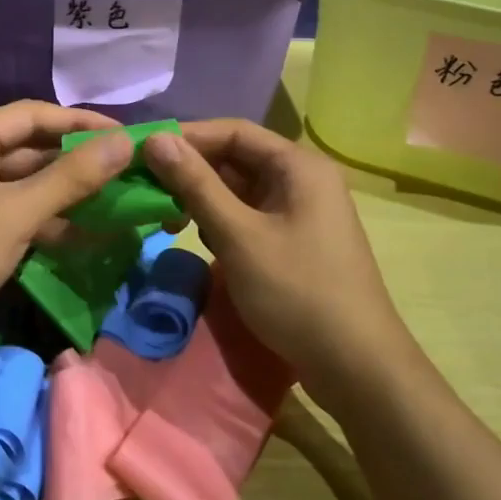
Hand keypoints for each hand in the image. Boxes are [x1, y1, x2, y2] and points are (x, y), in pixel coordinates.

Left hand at [0, 102, 133, 343]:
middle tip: (125, 170)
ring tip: (114, 203)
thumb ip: (72, 177)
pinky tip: (83, 234)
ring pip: (25, 182)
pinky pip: (15, 210)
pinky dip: (46, 219)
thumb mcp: (17, 213)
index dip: (81, 121)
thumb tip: (126, 142)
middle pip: (31, 148)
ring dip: (66, 193)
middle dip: (77, 161)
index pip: (34, 114)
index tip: (124, 136)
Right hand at [143, 121, 407, 390]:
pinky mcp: (295, 241)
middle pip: (236, 159)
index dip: (187, 137)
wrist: (357, 368)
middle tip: (146, 188)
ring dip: (202, 198)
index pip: (233, 131)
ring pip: (240, 190)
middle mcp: (302, 179)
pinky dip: (221, 222)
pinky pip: (249, 216)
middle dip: (191, 172)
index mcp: (298, 165)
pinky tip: (200, 239)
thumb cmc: (297, 292)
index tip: (143, 151)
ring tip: (166, 217)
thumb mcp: (238, 235)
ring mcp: (300, 212)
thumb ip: (196, 184)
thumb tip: (156, 139)